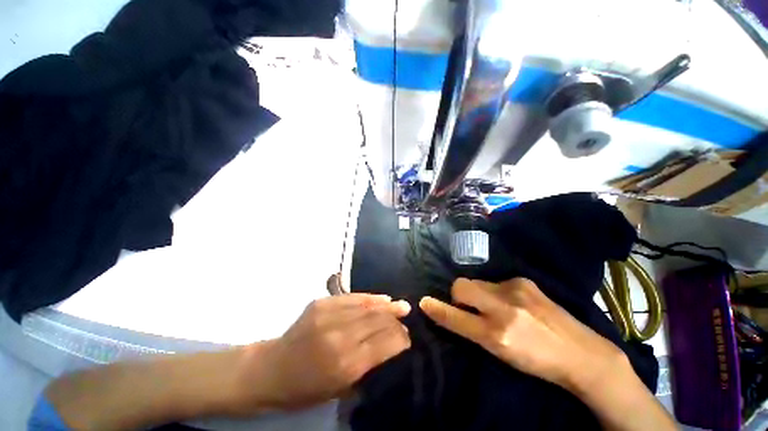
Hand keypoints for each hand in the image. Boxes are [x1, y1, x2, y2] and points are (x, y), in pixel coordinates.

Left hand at [238, 294, 411, 411]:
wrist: (270, 369)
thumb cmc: (305, 388)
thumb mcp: (340, 389)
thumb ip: (367, 365)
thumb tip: (391, 344)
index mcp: (346, 365)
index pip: (385, 343)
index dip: (400, 338)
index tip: (408, 336)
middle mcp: (340, 336)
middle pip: (378, 321)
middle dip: (395, 320)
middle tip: (406, 318)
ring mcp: (329, 315)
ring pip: (367, 306)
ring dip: (386, 306)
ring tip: (400, 305)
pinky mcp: (321, 303)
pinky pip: (352, 297)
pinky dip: (369, 298)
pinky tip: (381, 299)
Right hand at [419, 278, 627, 391]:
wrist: (582, 353)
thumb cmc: (537, 361)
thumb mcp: (501, 353)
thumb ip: (474, 330)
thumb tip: (452, 311)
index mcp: (497, 335)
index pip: (457, 317)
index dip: (437, 309)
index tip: (423, 302)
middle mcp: (504, 309)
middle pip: (462, 286)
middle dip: (459, 294)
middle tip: (471, 307)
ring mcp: (515, 290)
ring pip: (477, 282)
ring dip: (480, 294)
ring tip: (499, 308)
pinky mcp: (524, 281)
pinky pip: (495, 281)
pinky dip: (496, 291)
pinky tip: (513, 303)